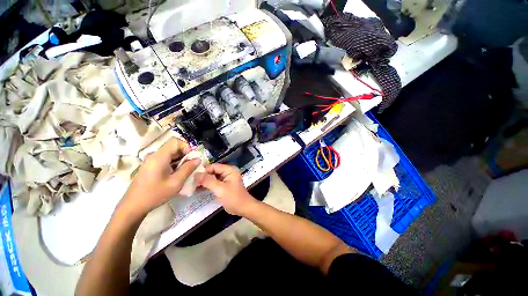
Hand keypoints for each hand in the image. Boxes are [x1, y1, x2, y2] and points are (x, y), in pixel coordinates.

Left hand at [120, 138, 199, 217]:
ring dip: (181, 160)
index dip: (186, 146)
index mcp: (159, 157)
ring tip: (186, 171)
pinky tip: (177, 174)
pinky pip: (166, 159)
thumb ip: (188, 168)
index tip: (192, 157)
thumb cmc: (155, 194)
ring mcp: (151, 160)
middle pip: (174, 147)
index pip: (175, 141)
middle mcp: (154, 155)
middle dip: (186, 154)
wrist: (133, 206)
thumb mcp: (176, 182)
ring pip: (171, 153)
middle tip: (193, 166)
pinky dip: (175, 163)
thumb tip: (198, 159)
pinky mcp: (151, 165)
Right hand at [196, 164, 256, 215]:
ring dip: (203, 181)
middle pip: (212, 171)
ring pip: (212, 177)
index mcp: (229, 170)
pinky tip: (197, 189)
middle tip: (189, 182)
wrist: (243, 208)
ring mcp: (226, 179)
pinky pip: (214, 183)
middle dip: (202, 176)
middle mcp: (227, 172)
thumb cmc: (233, 198)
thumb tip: (195, 174)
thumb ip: (208, 181)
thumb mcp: (220, 189)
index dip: (203, 171)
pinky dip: (207, 185)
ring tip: (191, 186)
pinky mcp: (224, 185)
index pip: (213, 166)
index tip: (191, 177)